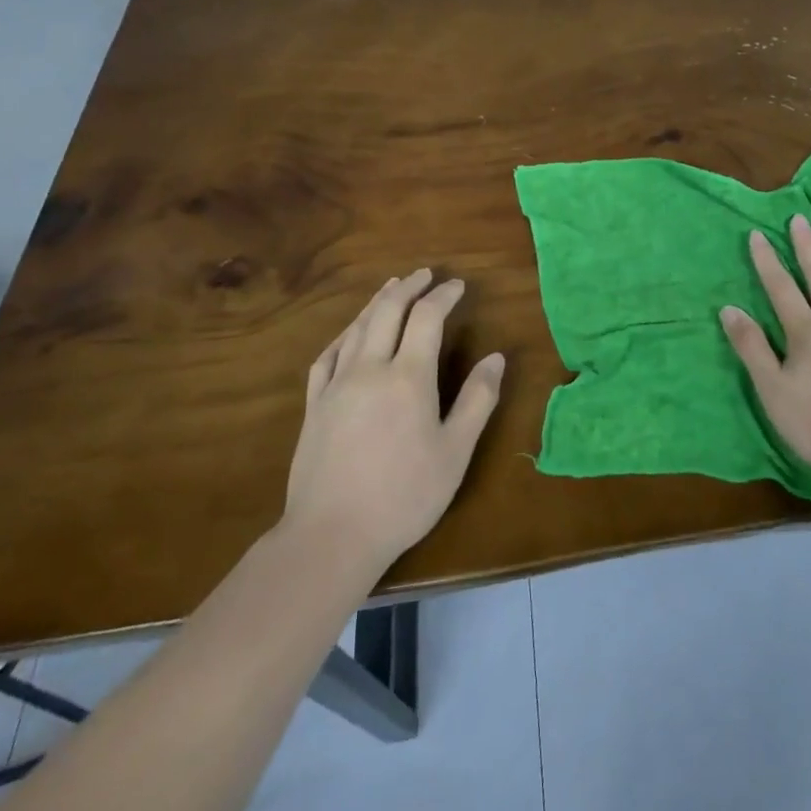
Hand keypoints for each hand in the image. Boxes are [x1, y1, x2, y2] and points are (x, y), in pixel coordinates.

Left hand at [282, 269, 503, 569]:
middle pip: (387, 311)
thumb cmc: (403, 496)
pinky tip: (349, 333)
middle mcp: (370, 369)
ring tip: (392, 287)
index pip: (427, 317)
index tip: (458, 285)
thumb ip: (478, 400)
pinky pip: (328, 355)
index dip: (443, 295)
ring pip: (356, 327)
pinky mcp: (314, 405)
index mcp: (408, 377)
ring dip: (377, 302)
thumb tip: (496, 358)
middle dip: (408, 286)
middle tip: (424, 273)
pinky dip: (344, 334)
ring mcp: (336, 385)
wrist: (330, 536)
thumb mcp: (455, 452)